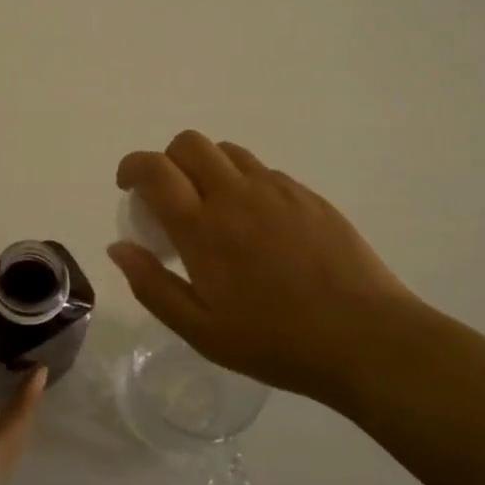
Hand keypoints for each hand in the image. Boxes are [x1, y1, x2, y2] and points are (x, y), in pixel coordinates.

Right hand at [109, 131, 424, 401]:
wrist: (365, 338)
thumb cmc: (276, 342)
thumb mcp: (201, 330)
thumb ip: (152, 285)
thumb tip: (118, 248)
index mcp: (203, 227)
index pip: (155, 170)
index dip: (132, 167)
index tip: (127, 186)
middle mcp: (236, 195)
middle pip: (189, 143)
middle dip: (167, 160)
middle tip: (169, 197)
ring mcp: (276, 190)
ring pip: (228, 151)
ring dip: (207, 167)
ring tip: (213, 207)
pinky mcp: (308, 195)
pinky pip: (263, 171)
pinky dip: (244, 183)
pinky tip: (257, 224)